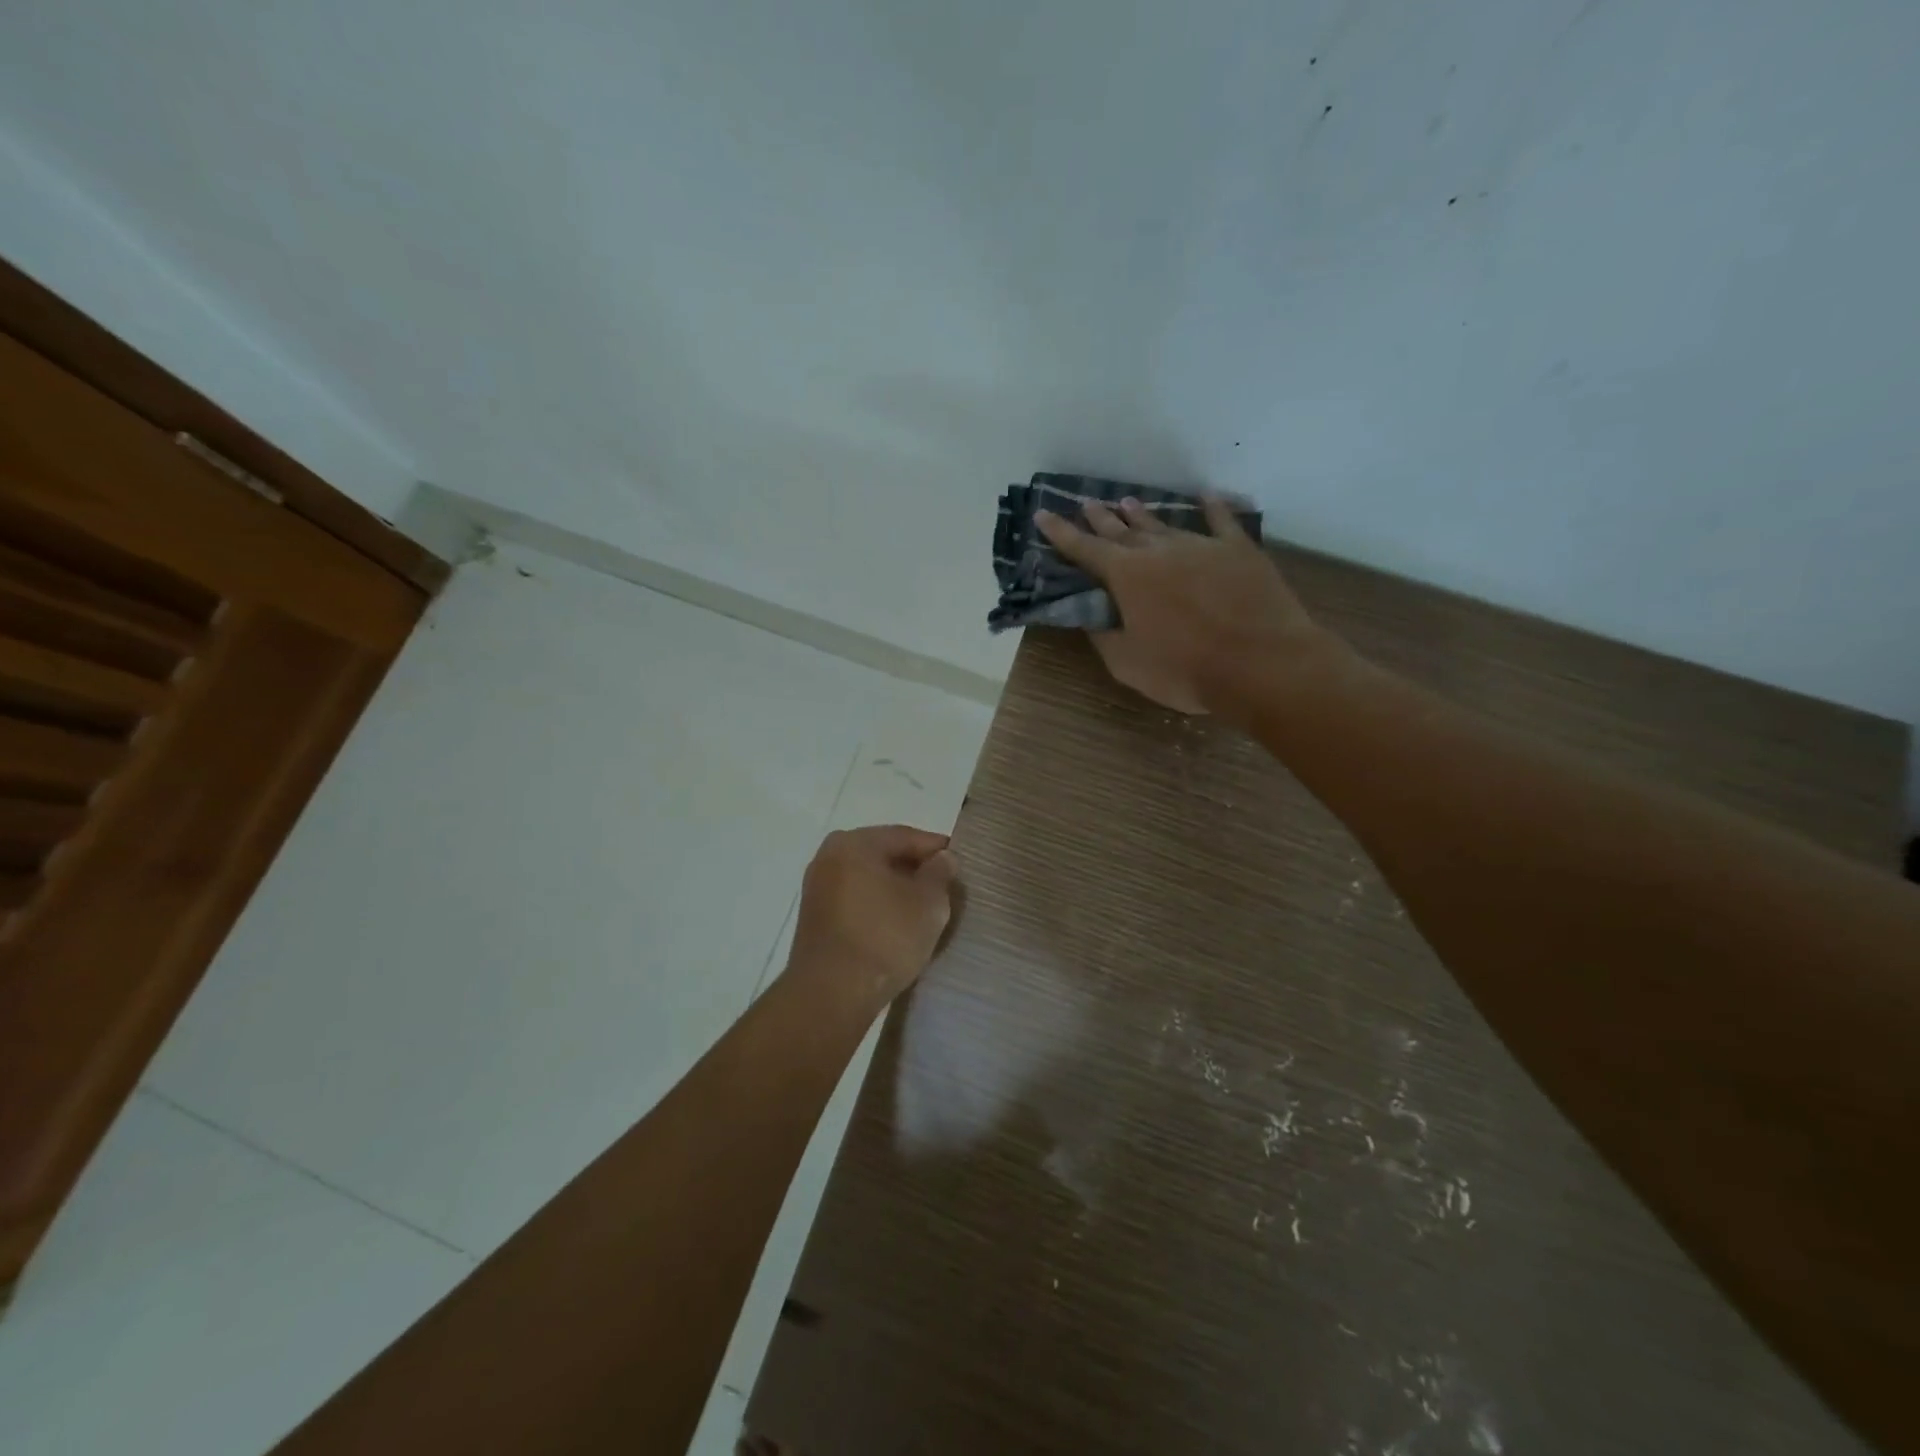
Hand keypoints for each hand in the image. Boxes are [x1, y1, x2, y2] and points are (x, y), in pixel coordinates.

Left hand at [787, 826, 959, 1007]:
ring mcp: (817, 887)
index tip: (960, 863)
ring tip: (924, 908)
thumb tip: (942, 858)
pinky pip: (855, 899)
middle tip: (945, 886)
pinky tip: (896, 924)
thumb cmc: (885, 938)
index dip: (936, 848)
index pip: (905, 836)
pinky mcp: (814, 917)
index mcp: (854, 843)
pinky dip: (877, 905)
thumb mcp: (929, 903)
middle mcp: (829, 856)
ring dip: (895, 889)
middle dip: (915, 869)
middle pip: (884, 855)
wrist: (831, 994)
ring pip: (868, 878)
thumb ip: (940, 873)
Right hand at [1035, 496, 1340, 716]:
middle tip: (1085, 503)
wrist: (1262, 663)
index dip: (1061, 533)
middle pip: (1122, 530)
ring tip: (1126, 501)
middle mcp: (1159, 551)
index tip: (1043, 514)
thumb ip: (1104, 635)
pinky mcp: (1239, 550)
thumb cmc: (1186, 670)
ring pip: (1164, 524)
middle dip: (1100, 518)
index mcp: (1127, 576)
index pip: (1085, 549)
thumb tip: (1090, 616)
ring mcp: (1202, 545)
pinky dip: (1211, 507)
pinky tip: (1205, 496)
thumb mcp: (1128, 664)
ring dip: (1142, 514)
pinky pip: (1221, 521)